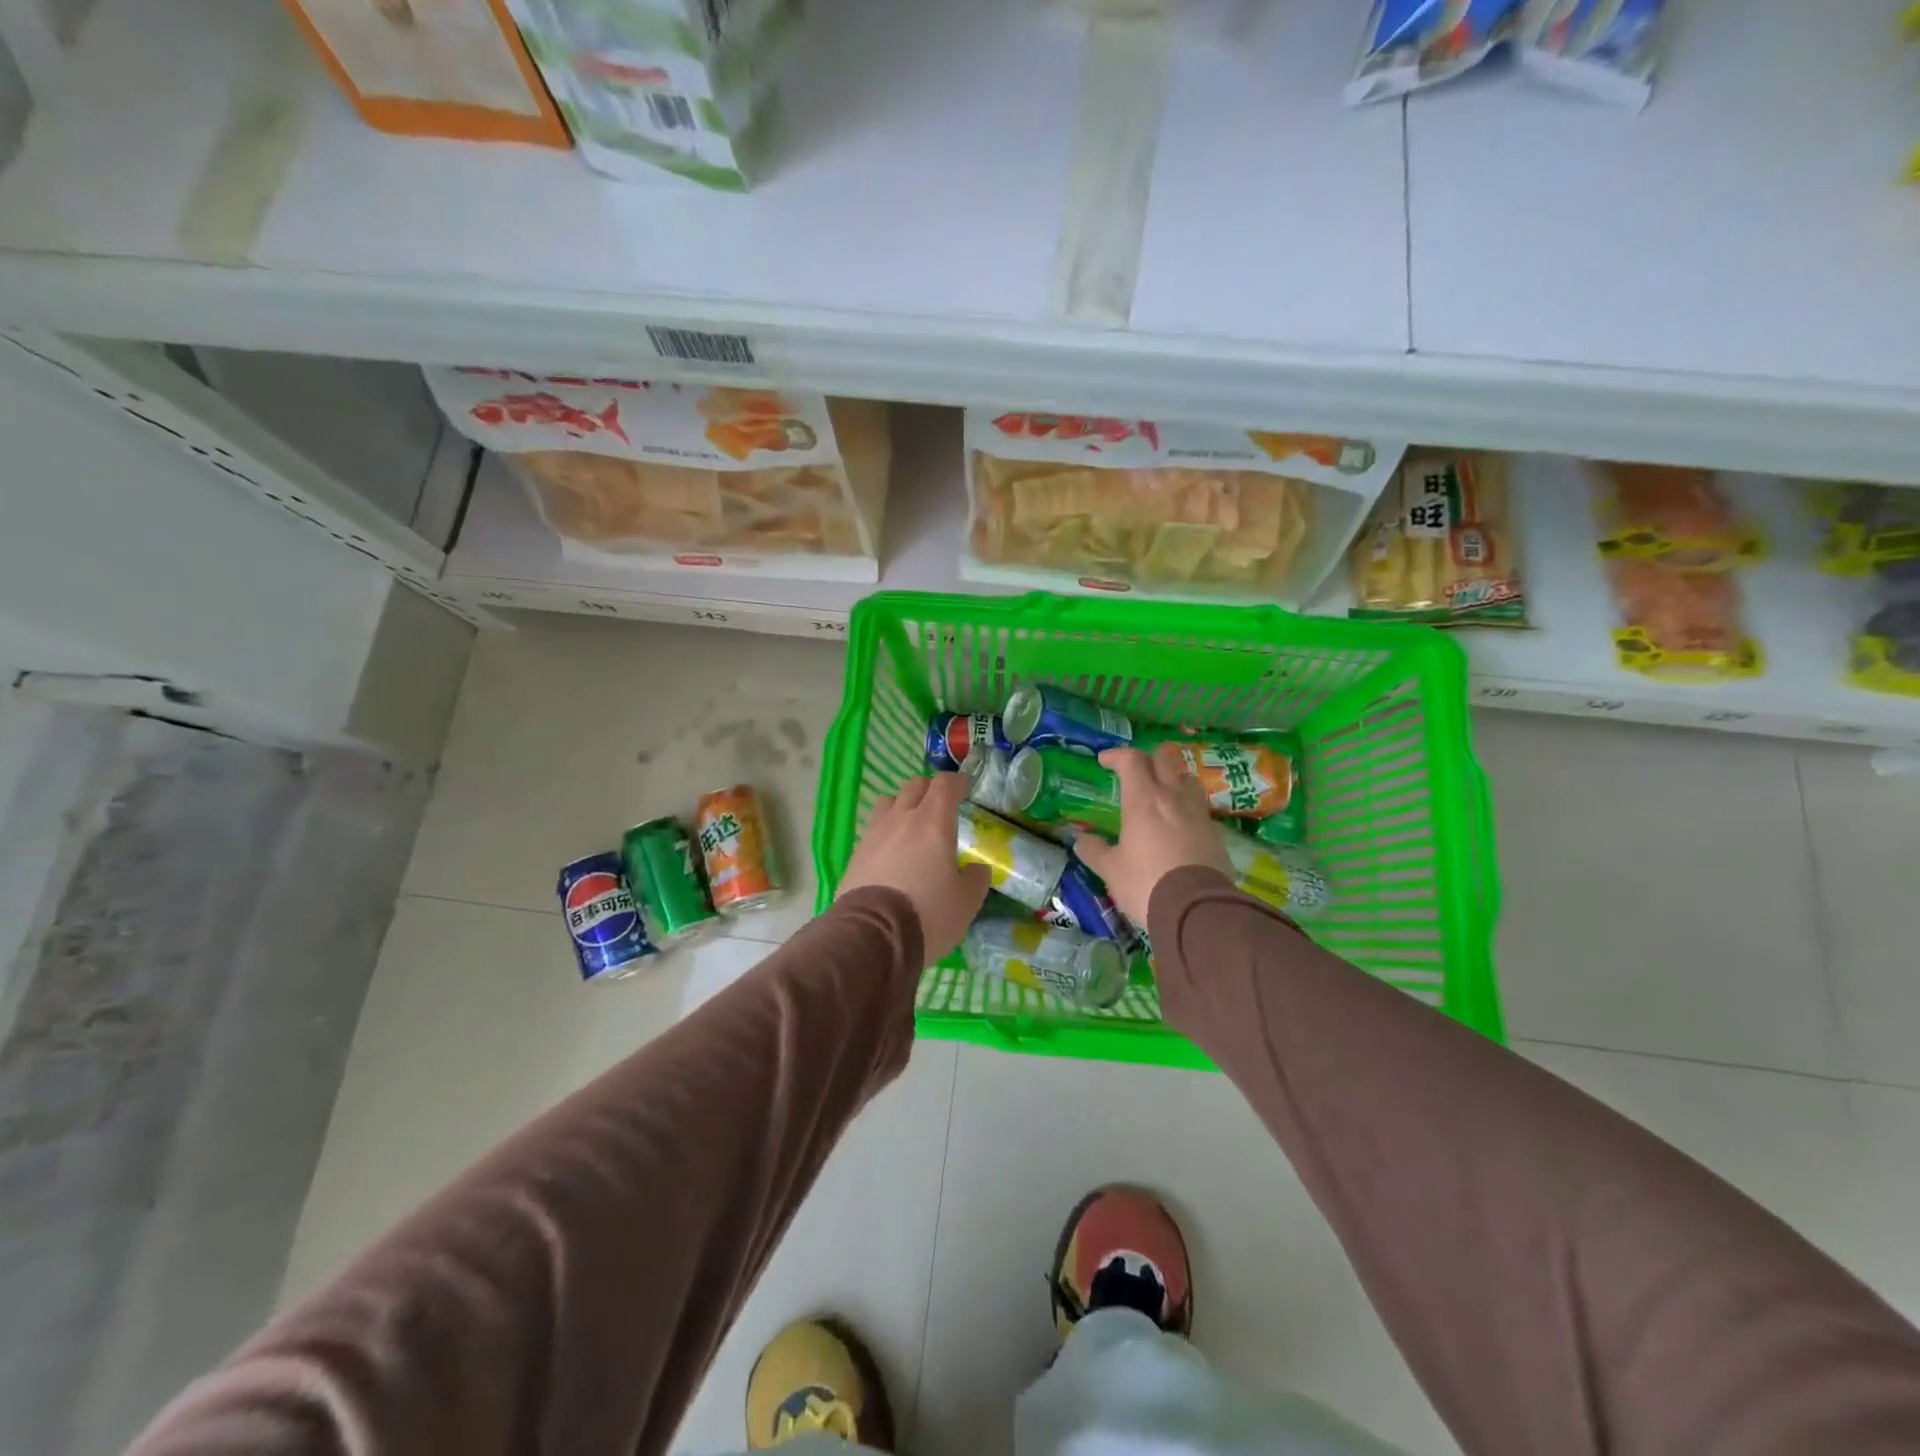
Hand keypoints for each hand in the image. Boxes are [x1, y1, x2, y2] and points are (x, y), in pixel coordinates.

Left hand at [837, 772, 989, 961]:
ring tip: (910, 825)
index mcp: (933, 822)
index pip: (944, 785)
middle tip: (939, 806)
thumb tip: (976, 869)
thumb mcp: (966, 902)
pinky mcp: (856, 854)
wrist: (872, 936)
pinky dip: (885, 832)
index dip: (956, 783)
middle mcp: (902, 819)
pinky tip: (890, 853)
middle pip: (914, 786)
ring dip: (902, 805)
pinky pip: (873, 830)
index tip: (963, 788)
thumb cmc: (928, 913)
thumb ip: (976, 879)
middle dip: (929, 790)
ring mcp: (874, 834)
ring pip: (888, 802)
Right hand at [1075, 745, 1229, 926]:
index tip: (1104, 762)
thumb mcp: (1111, 870)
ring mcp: (1198, 813)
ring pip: (1187, 779)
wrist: (1197, 910)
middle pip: (1163, 760)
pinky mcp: (1216, 833)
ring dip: (1172, 778)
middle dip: (1146, 760)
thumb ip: (1094, 851)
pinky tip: (1180, 825)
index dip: (1116, 755)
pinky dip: (1187, 807)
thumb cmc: (1146, 884)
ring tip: (1161, 793)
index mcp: (1143, 800)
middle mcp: (1173, 798)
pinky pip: (1200, 808)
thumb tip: (1081, 840)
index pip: (1131, 760)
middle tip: (1134, 772)